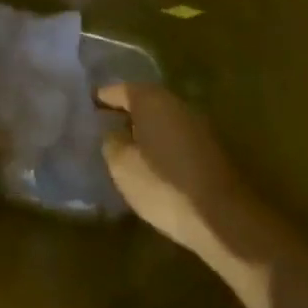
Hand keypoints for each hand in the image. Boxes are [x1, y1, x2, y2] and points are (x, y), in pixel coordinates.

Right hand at [98, 83, 258, 255]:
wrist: (221, 217)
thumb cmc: (163, 185)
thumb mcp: (122, 165)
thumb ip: (111, 141)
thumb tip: (112, 131)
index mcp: (152, 100)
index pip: (120, 90)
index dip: (101, 98)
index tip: (85, 107)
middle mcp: (176, 104)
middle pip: (144, 101)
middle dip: (123, 112)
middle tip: (100, 127)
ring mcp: (197, 126)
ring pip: (161, 120)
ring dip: (143, 129)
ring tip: (122, 147)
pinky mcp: (209, 150)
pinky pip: (175, 137)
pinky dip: (159, 144)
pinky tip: (149, 163)